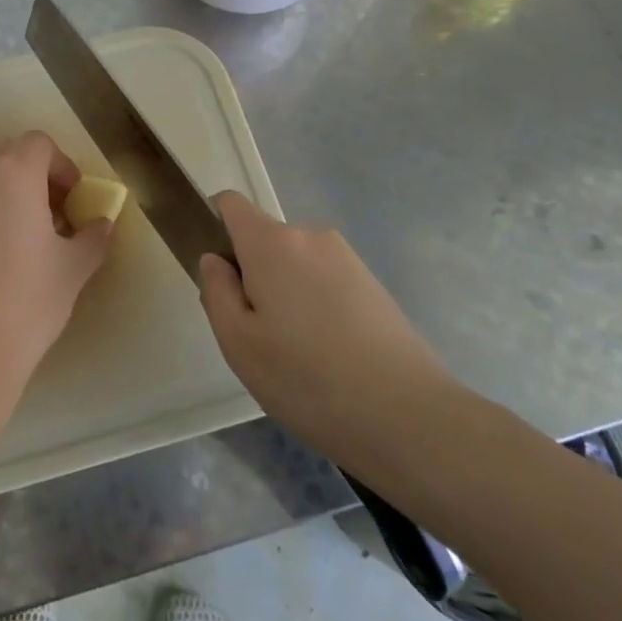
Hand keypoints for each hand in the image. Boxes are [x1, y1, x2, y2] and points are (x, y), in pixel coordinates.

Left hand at [0, 131, 113, 402]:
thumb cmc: (26, 302)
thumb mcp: (73, 270)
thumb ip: (92, 238)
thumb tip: (102, 225)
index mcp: (13, 173)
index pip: (38, 143)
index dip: (61, 165)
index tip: (72, 198)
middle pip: (6, 155)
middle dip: (32, 175)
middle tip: (51, 214)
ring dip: (3, 194)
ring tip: (20, 238)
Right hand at [198, 192, 455, 473]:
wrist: (408, 417)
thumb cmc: (307, 379)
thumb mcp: (238, 343)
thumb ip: (216, 290)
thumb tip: (215, 260)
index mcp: (271, 242)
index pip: (230, 203)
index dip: (213, 226)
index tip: (217, 274)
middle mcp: (310, 236)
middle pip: (263, 239)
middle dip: (252, 274)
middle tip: (257, 334)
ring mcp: (346, 257)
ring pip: (294, 263)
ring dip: (284, 292)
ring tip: (296, 353)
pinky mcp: (372, 283)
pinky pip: (324, 280)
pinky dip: (315, 305)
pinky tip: (328, 355)